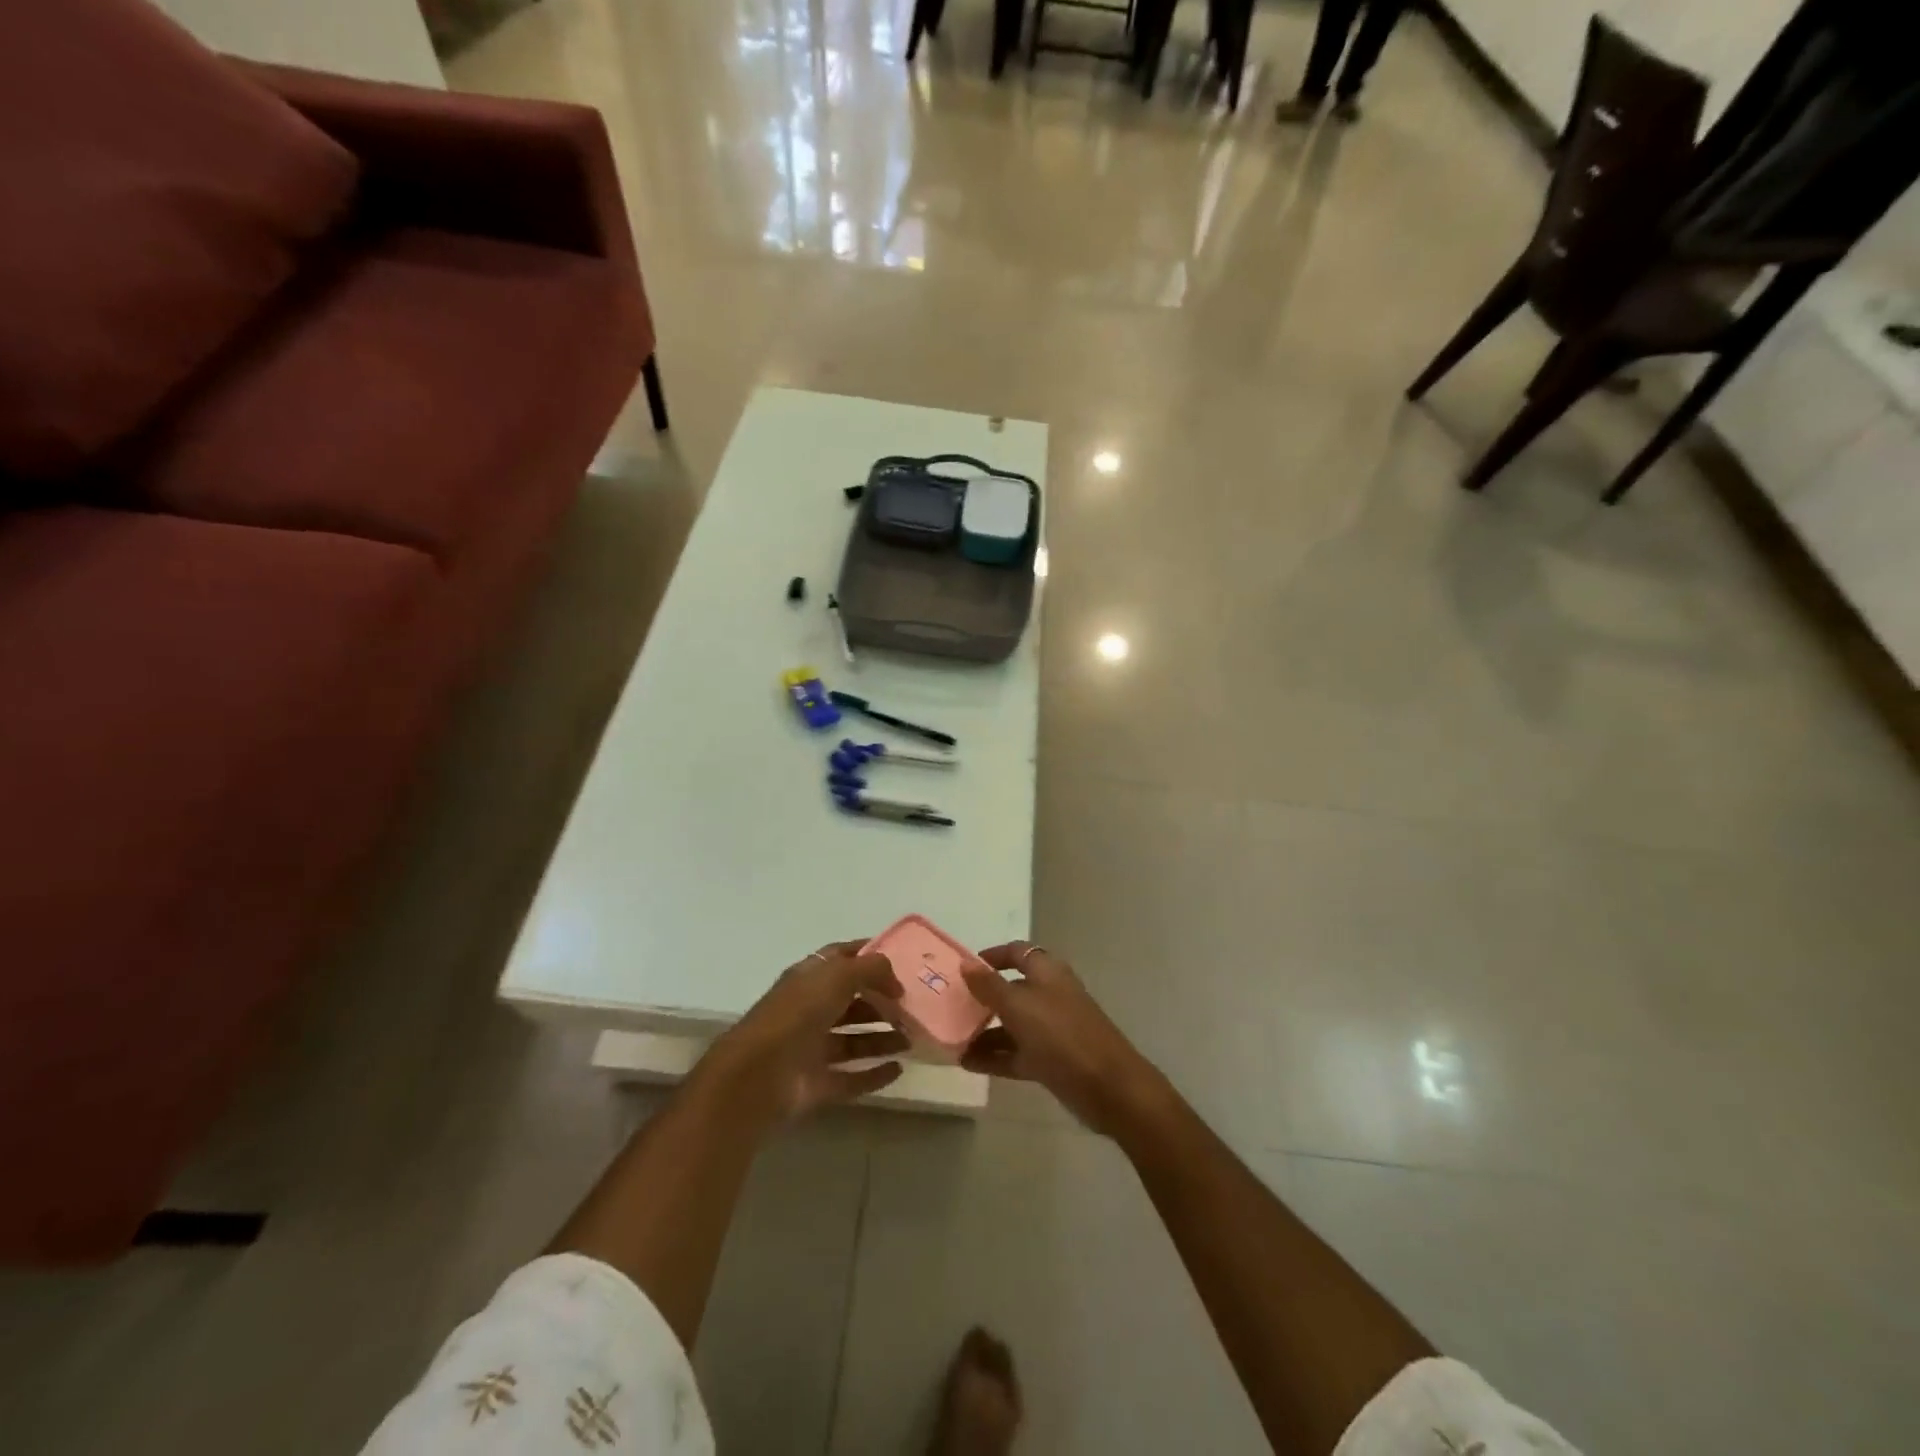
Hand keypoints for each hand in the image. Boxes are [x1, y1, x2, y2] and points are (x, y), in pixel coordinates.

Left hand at [704, 941, 909, 1123]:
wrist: (759, 1075)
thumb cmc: (798, 1012)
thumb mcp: (838, 975)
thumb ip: (871, 968)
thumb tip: (895, 980)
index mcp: (809, 978)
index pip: (841, 958)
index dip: (869, 956)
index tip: (902, 960)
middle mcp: (809, 1010)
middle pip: (851, 1002)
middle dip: (882, 1002)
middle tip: (914, 1006)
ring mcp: (812, 1049)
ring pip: (854, 1040)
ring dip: (883, 1038)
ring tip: (913, 1038)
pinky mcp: (816, 1085)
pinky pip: (852, 1077)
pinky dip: (874, 1074)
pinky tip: (899, 1069)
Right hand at [961, 942, 1166, 1135]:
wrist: (1107, 1087)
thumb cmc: (1060, 1034)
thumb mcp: (1018, 1005)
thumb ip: (989, 986)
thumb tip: (966, 964)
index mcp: (1047, 972)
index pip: (1017, 952)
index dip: (992, 956)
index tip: (965, 968)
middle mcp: (1049, 995)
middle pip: (1012, 989)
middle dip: (982, 998)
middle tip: (951, 1006)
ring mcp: (1051, 1029)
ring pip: (1012, 1024)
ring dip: (984, 1031)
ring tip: (951, 1040)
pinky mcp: (1051, 1060)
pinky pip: (1016, 1053)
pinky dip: (994, 1056)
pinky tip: (966, 1063)